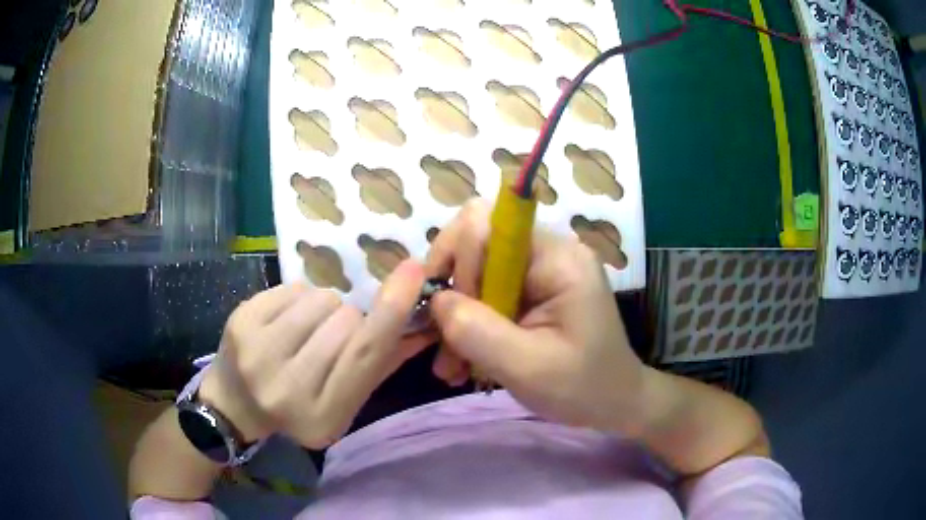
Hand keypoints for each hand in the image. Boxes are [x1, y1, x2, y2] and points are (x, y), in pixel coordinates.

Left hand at [198, 261, 432, 447]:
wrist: (235, 403)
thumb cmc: (297, 407)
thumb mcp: (342, 401)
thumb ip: (381, 365)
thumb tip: (423, 325)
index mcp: (322, 417)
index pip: (366, 355)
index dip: (393, 310)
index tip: (414, 271)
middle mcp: (287, 389)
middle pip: (346, 321)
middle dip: (350, 321)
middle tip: (331, 339)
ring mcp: (257, 352)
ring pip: (321, 299)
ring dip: (325, 308)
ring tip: (307, 331)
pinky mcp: (241, 320)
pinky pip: (294, 287)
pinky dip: (300, 298)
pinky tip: (286, 322)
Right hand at [426, 199, 646, 434]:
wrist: (614, 403)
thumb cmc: (583, 388)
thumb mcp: (528, 367)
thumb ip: (477, 331)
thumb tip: (435, 299)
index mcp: (558, 258)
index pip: (486, 223)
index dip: (458, 261)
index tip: (450, 313)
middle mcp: (547, 251)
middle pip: (473, 242)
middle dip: (451, 291)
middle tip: (444, 343)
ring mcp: (538, 270)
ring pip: (473, 270)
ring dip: (455, 316)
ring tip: (451, 367)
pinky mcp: (531, 290)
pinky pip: (484, 293)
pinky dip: (468, 325)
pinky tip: (464, 363)